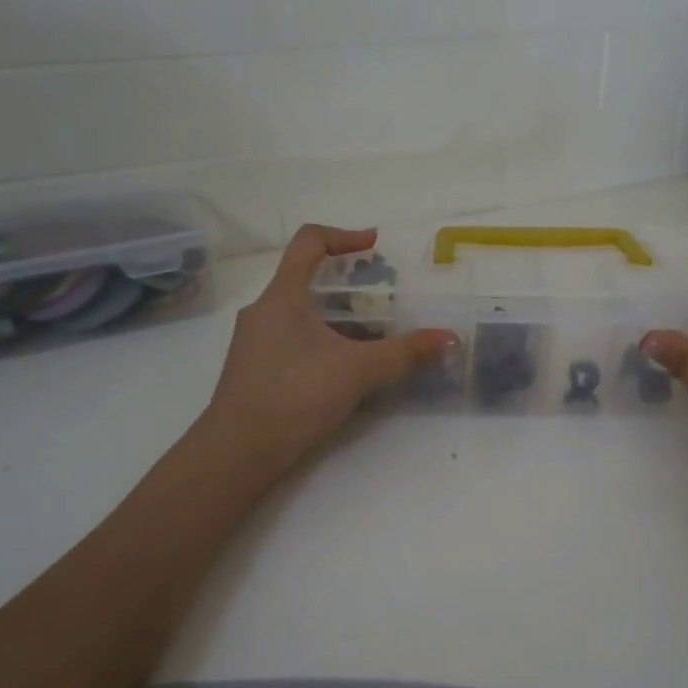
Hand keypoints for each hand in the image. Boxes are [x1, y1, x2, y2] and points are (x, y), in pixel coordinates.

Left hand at [201, 224, 453, 478]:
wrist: (237, 451)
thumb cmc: (295, 395)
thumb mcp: (357, 370)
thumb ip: (405, 352)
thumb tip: (450, 338)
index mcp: (282, 295)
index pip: (309, 241)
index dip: (344, 235)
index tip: (373, 245)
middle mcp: (262, 310)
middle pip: (305, 279)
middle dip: (347, 285)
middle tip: (381, 300)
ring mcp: (253, 341)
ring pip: (299, 313)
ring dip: (335, 317)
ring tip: (369, 337)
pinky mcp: (253, 370)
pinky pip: (291, 339)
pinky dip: (320, 341)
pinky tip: (342, 368)